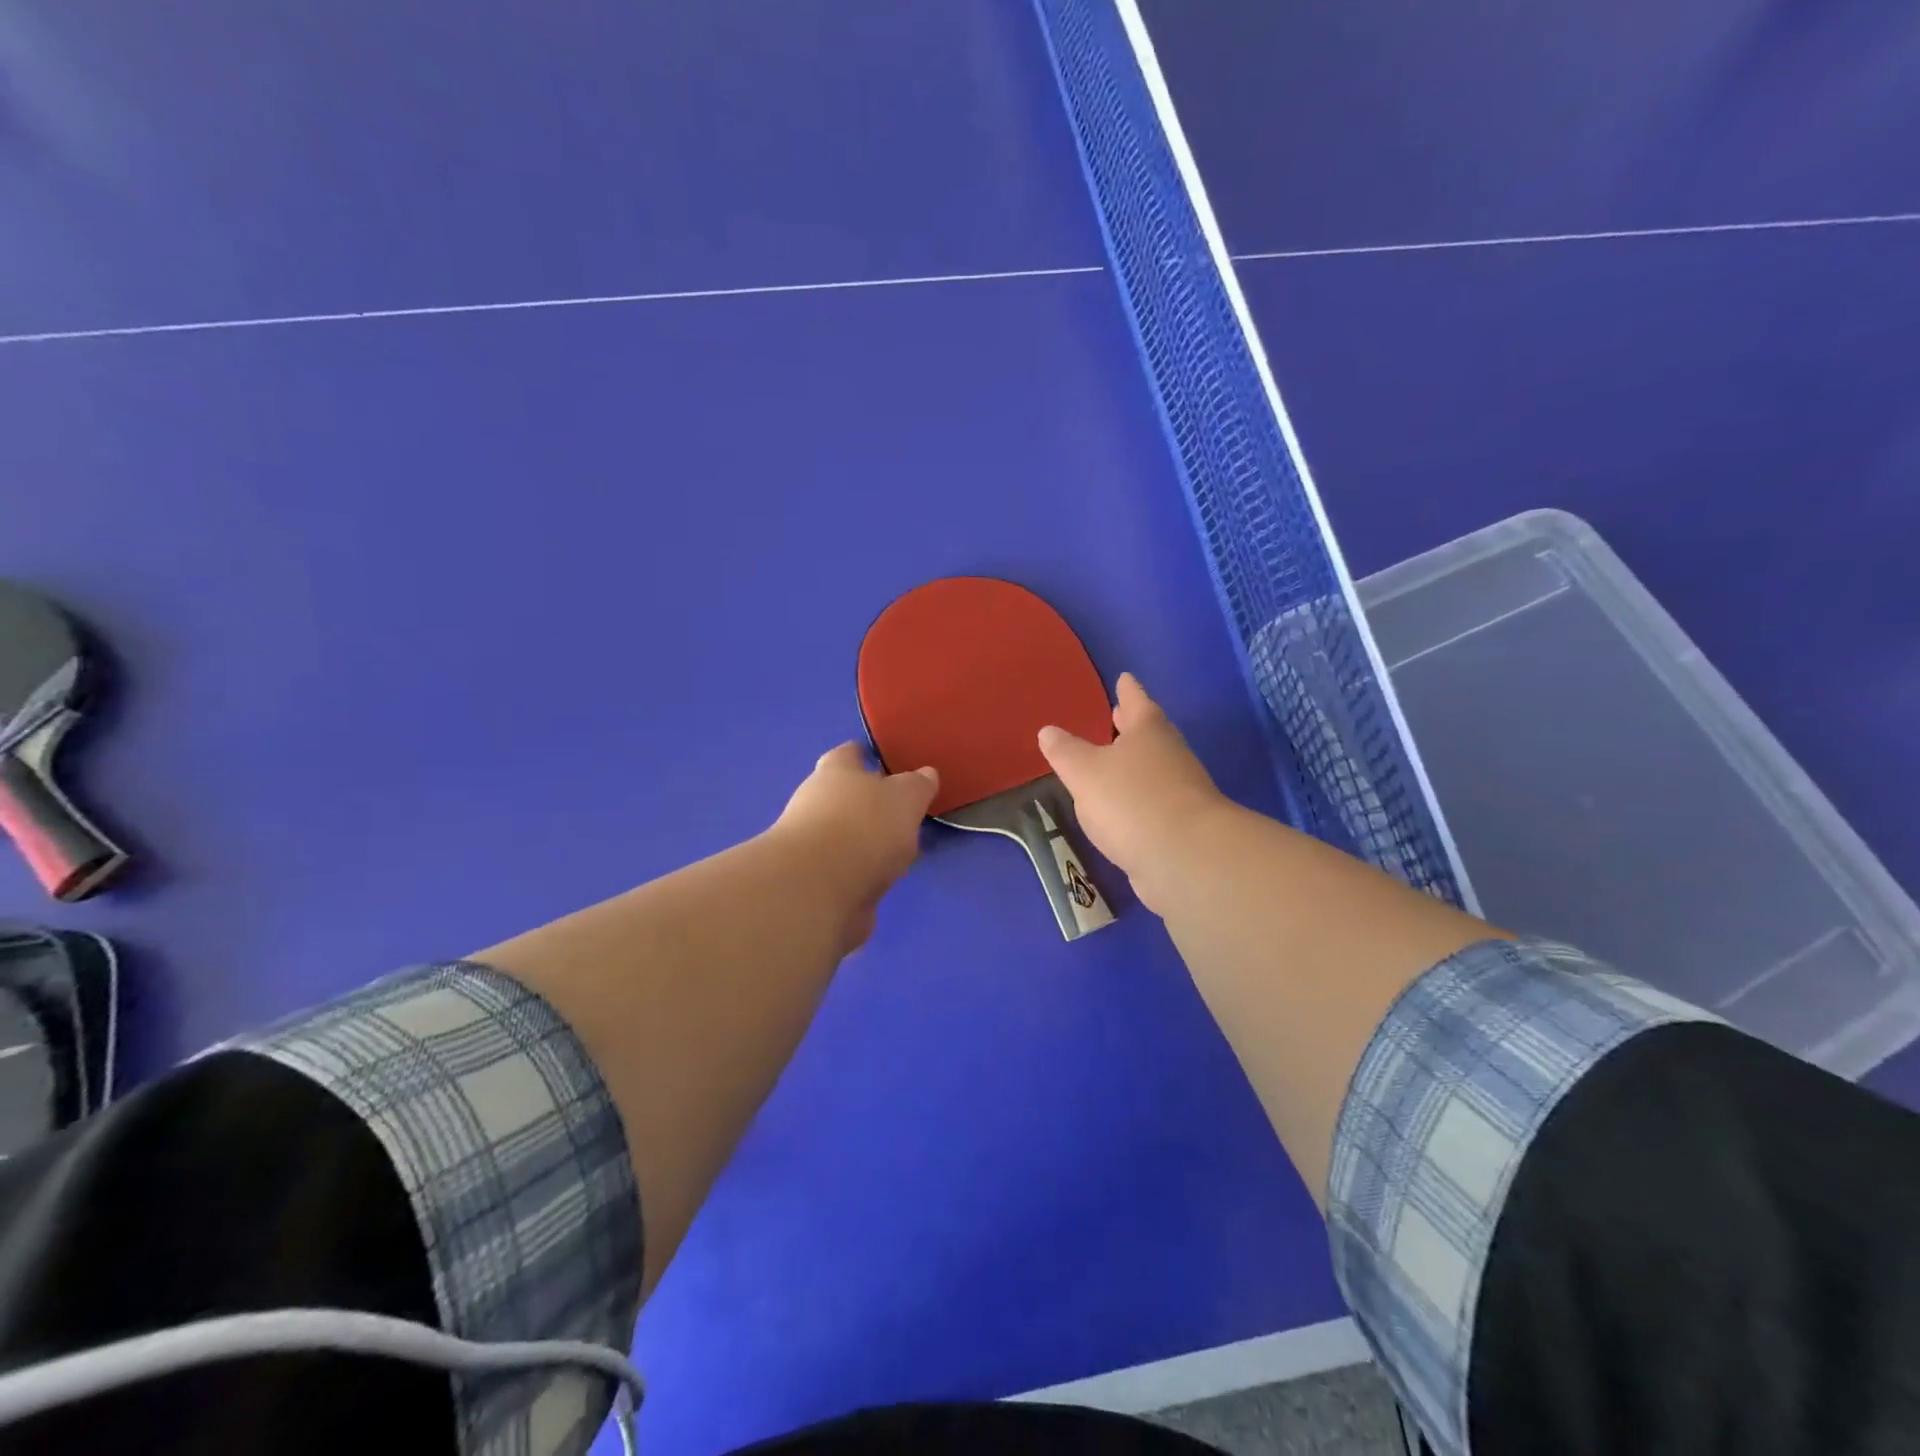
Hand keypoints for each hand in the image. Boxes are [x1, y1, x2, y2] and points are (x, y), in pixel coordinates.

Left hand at [770, 743, 938, 950]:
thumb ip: (917, 785)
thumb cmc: (864, 827)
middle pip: (846, 795)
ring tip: (901, 850)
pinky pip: (847, 867)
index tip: (886, 761)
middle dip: (871, 802)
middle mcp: (816, 801)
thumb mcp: (905, 797)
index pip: (850, 753)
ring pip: (847, 834)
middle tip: (903, 810)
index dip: (867, 755)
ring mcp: (812, 843)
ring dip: (869, 840)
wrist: (818, 890)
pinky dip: (863, 870)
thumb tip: (925, 774)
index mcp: (836, 771)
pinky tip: (885, 878)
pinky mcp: (814, 879)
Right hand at [1038, 673, 1231, 912]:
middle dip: (1131, 725)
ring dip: (1134, 763)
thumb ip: (1065, 752)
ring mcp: (1181, 790)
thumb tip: (1048, 731)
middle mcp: (1170, 754)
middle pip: (1149, 732)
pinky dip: (1138, 798)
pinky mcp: (1182, 824)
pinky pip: (1154, 801)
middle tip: (1116, 715)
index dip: (1127, 690)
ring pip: (1153, 767)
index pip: (1136, 700)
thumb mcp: (1085, 772)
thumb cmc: (1131, 800)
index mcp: (1148, 730)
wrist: (1185, 857)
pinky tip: (1121, 808)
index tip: (1124, 677)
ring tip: (1111, 763)